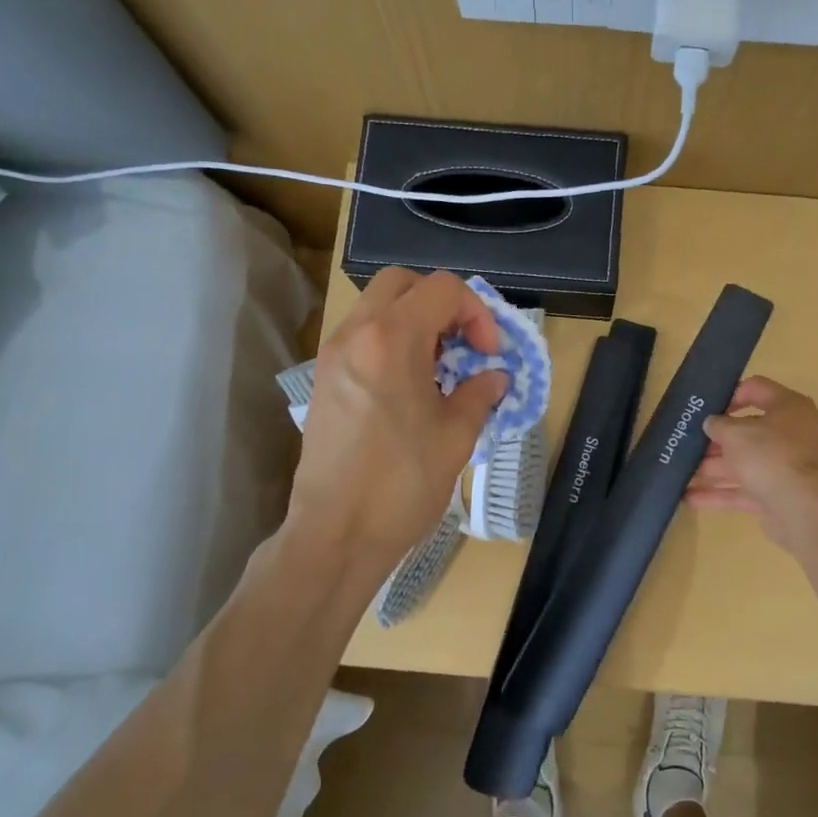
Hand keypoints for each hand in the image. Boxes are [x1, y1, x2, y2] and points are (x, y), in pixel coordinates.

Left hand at [288, 268, 507, 566]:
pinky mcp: (324, 380)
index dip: (477, 312)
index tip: (487, 354)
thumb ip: (479, 394)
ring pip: (377, 307)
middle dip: (442, 303)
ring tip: (439, 367)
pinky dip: (391, 341)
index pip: (442, 288)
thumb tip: (493, 377)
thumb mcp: (456, 436)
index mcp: (391, 339)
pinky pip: (362, 337)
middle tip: (462, 345)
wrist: (335, 534)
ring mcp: (333, 356)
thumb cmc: (402, 483)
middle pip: (402, 283)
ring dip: (414, 321)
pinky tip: (410, 387)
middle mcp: (356, 334)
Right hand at [685, 376, 817, 550]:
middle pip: (747, 431)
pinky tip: (689, 498)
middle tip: (687, 443)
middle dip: (714, 441)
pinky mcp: (778, 495)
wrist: (804, 508)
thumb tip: (712, 424)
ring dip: (711, 469)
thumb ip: (718, 424)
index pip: (756, 389)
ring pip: (743, 463)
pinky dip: (719, 494)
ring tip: (680, 473)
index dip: (729, 395)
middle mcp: (791, 434)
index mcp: (788, 407)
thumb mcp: (735, 432)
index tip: (705, 407)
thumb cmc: (770, 455)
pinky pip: (744, 490)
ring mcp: (786, 467)